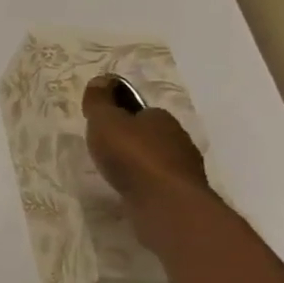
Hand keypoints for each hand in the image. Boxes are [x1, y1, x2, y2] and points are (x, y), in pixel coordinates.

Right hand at [83, 75, 210, 249]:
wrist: (165, 203)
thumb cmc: (133, 155)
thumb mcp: (105, 121)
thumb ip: (100, 101)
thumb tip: (101, 79)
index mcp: (161, 118)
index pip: (140, 110)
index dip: (121, 114)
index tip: (102, 123)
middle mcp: (177, 139)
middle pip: (149, 135)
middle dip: (130, 139)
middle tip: (105, 148)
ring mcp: (183, 169)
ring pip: (155, 159)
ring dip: (138, 163)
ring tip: (114, 172)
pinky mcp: (181, 194)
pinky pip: (157, 183)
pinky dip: (143, 184)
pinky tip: (129, 190)